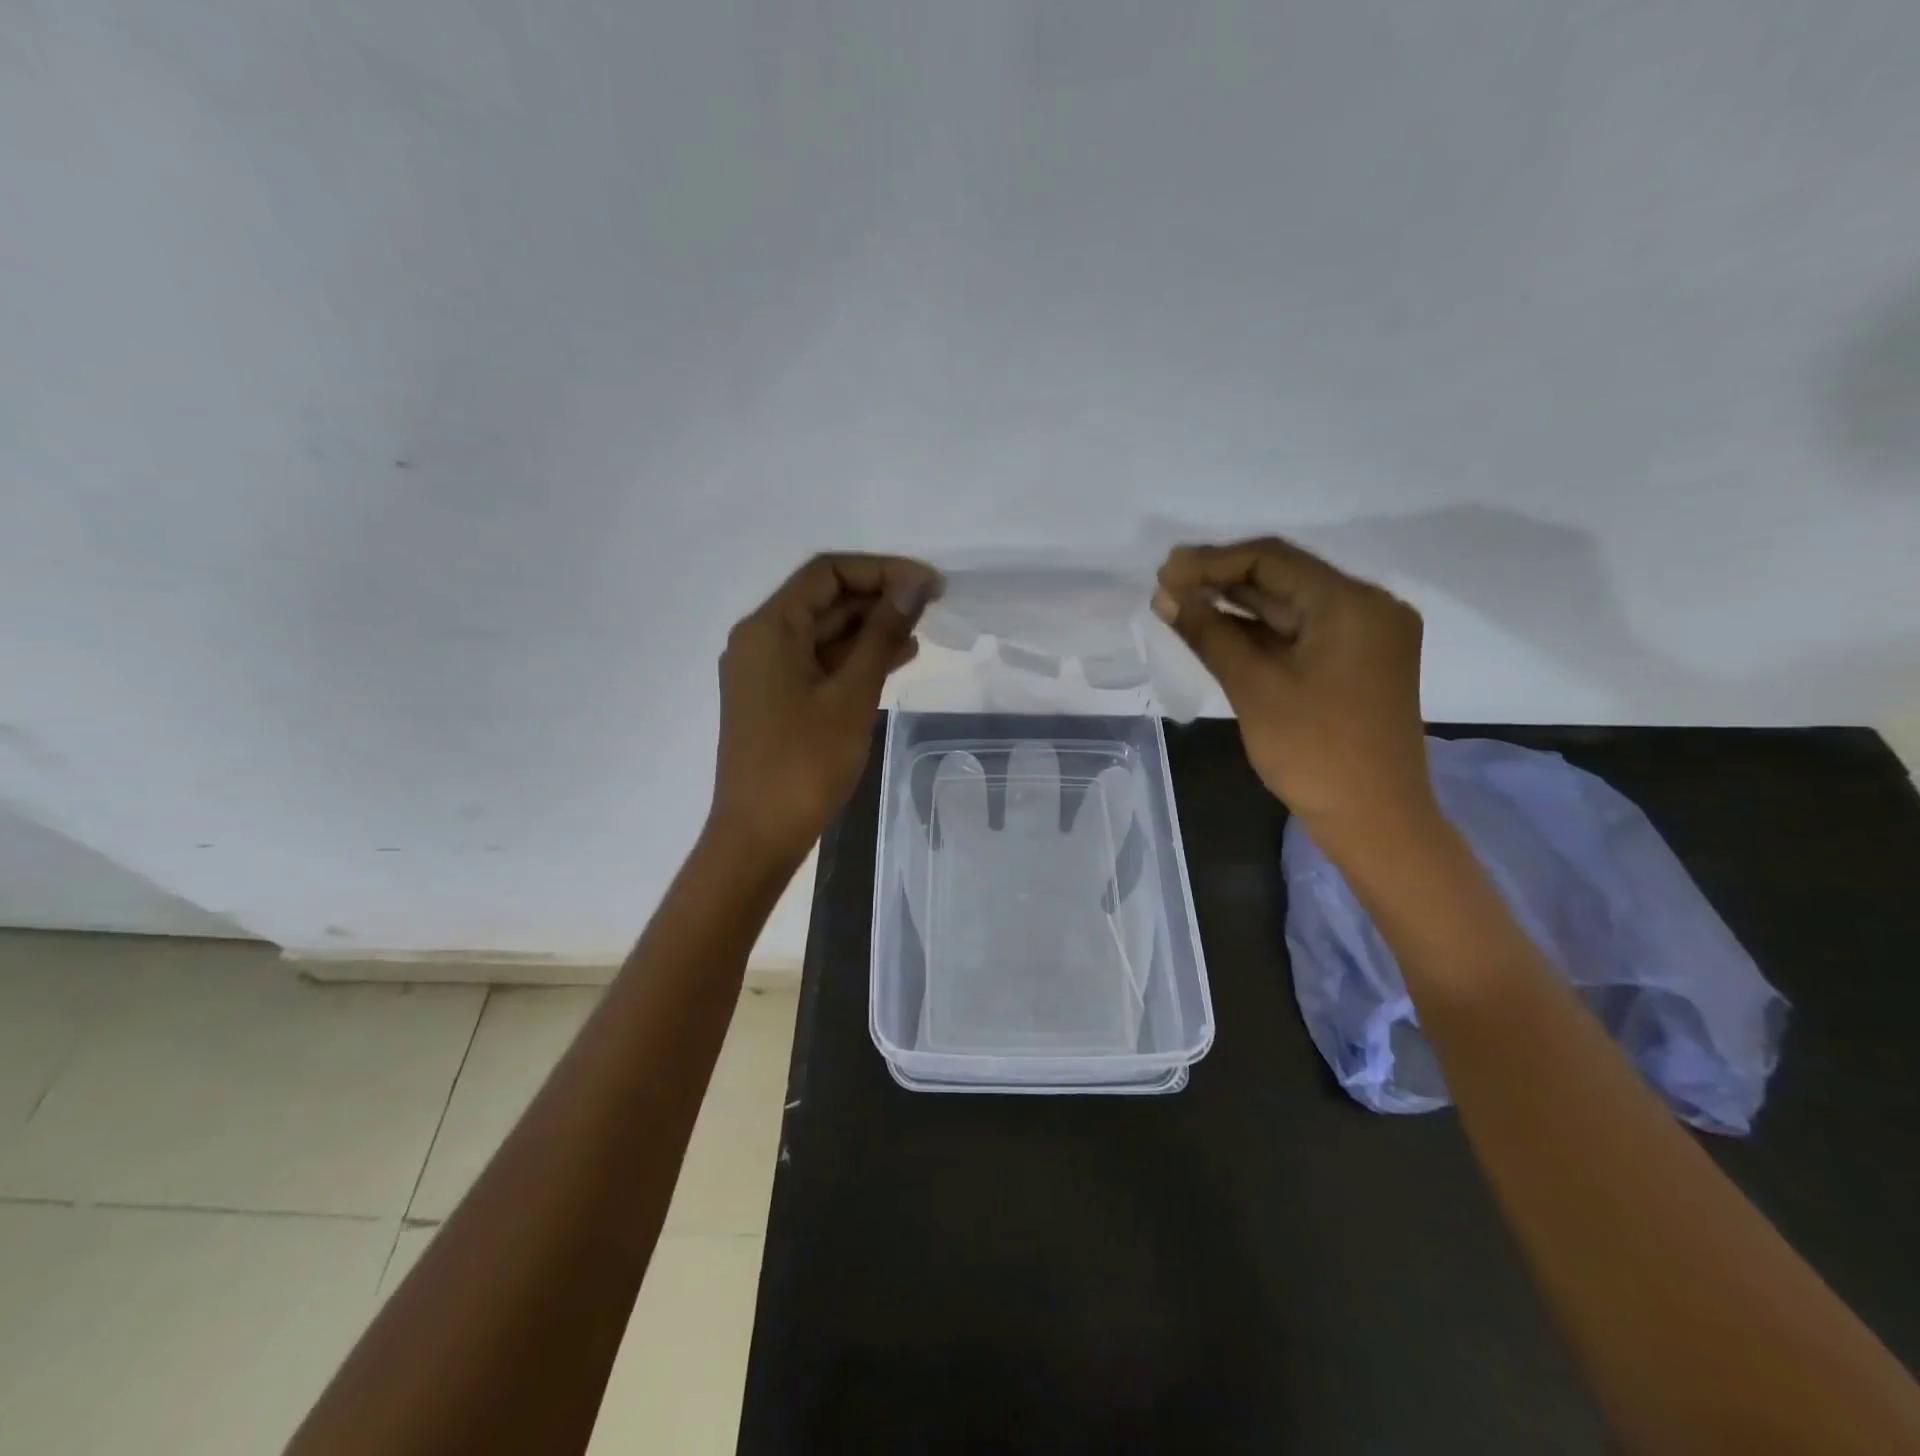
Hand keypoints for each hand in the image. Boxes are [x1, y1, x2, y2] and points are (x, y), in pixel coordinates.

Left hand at [709, 553, 938, 864]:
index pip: (827, 573)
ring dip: (870, 628)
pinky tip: (895, 660)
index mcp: (769, 628)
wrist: (759, 835)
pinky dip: (854, 658)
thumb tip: (913, 586)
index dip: (881, 570)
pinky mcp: (775, 699)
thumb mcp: (852, 695)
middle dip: (878, 597)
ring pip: (823, 633)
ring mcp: (765, 672)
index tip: (928, 585)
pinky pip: (818, 663)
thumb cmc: (805, 763)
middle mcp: (760, 640)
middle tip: (932, 605)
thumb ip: (882, 635)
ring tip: (921, 632)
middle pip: (824, 599)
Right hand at [1153, 537, 1435, 844]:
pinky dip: (1258, 631)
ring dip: (1235, 605)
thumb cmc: (1314, 752)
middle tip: (1165, 586)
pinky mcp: (1355, 662)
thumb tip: (1165, 597)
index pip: (1272, 560)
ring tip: (1179, 605)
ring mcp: (1364, 636)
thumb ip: (1209, 634)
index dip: (1212, 562)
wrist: (1373, 819)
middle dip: (1221, 580)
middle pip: (1283, 578)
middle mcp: (1367, 607)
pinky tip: (1215, 630)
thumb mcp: (1254, 687)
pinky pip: (1299, 633)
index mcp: (1353, 604)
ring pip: (1289, 606)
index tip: (1164, 573)